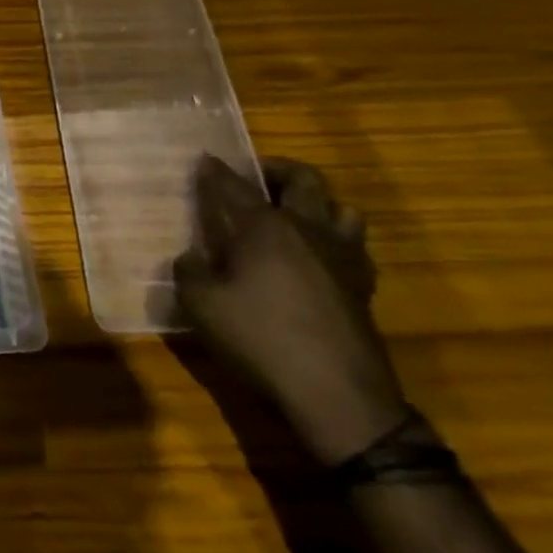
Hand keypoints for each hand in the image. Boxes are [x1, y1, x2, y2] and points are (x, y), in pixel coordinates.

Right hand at [173, 154, 408, 463]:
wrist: (337, 394)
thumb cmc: (261, 339)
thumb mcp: (202, 306)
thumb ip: (189, 272)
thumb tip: (192, 257)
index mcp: (265, 227)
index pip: (235, 186)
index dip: (217, 171)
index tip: (205, 159)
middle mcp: (308, 230)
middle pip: (304, 180)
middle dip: (278, 170)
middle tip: (257, 178)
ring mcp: (342, 257)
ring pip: (342, 208)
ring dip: (318, 203)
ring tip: (294, 215)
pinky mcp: (363, 286)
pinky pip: (354, 246)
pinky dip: (335, 240)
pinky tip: (317, 258)